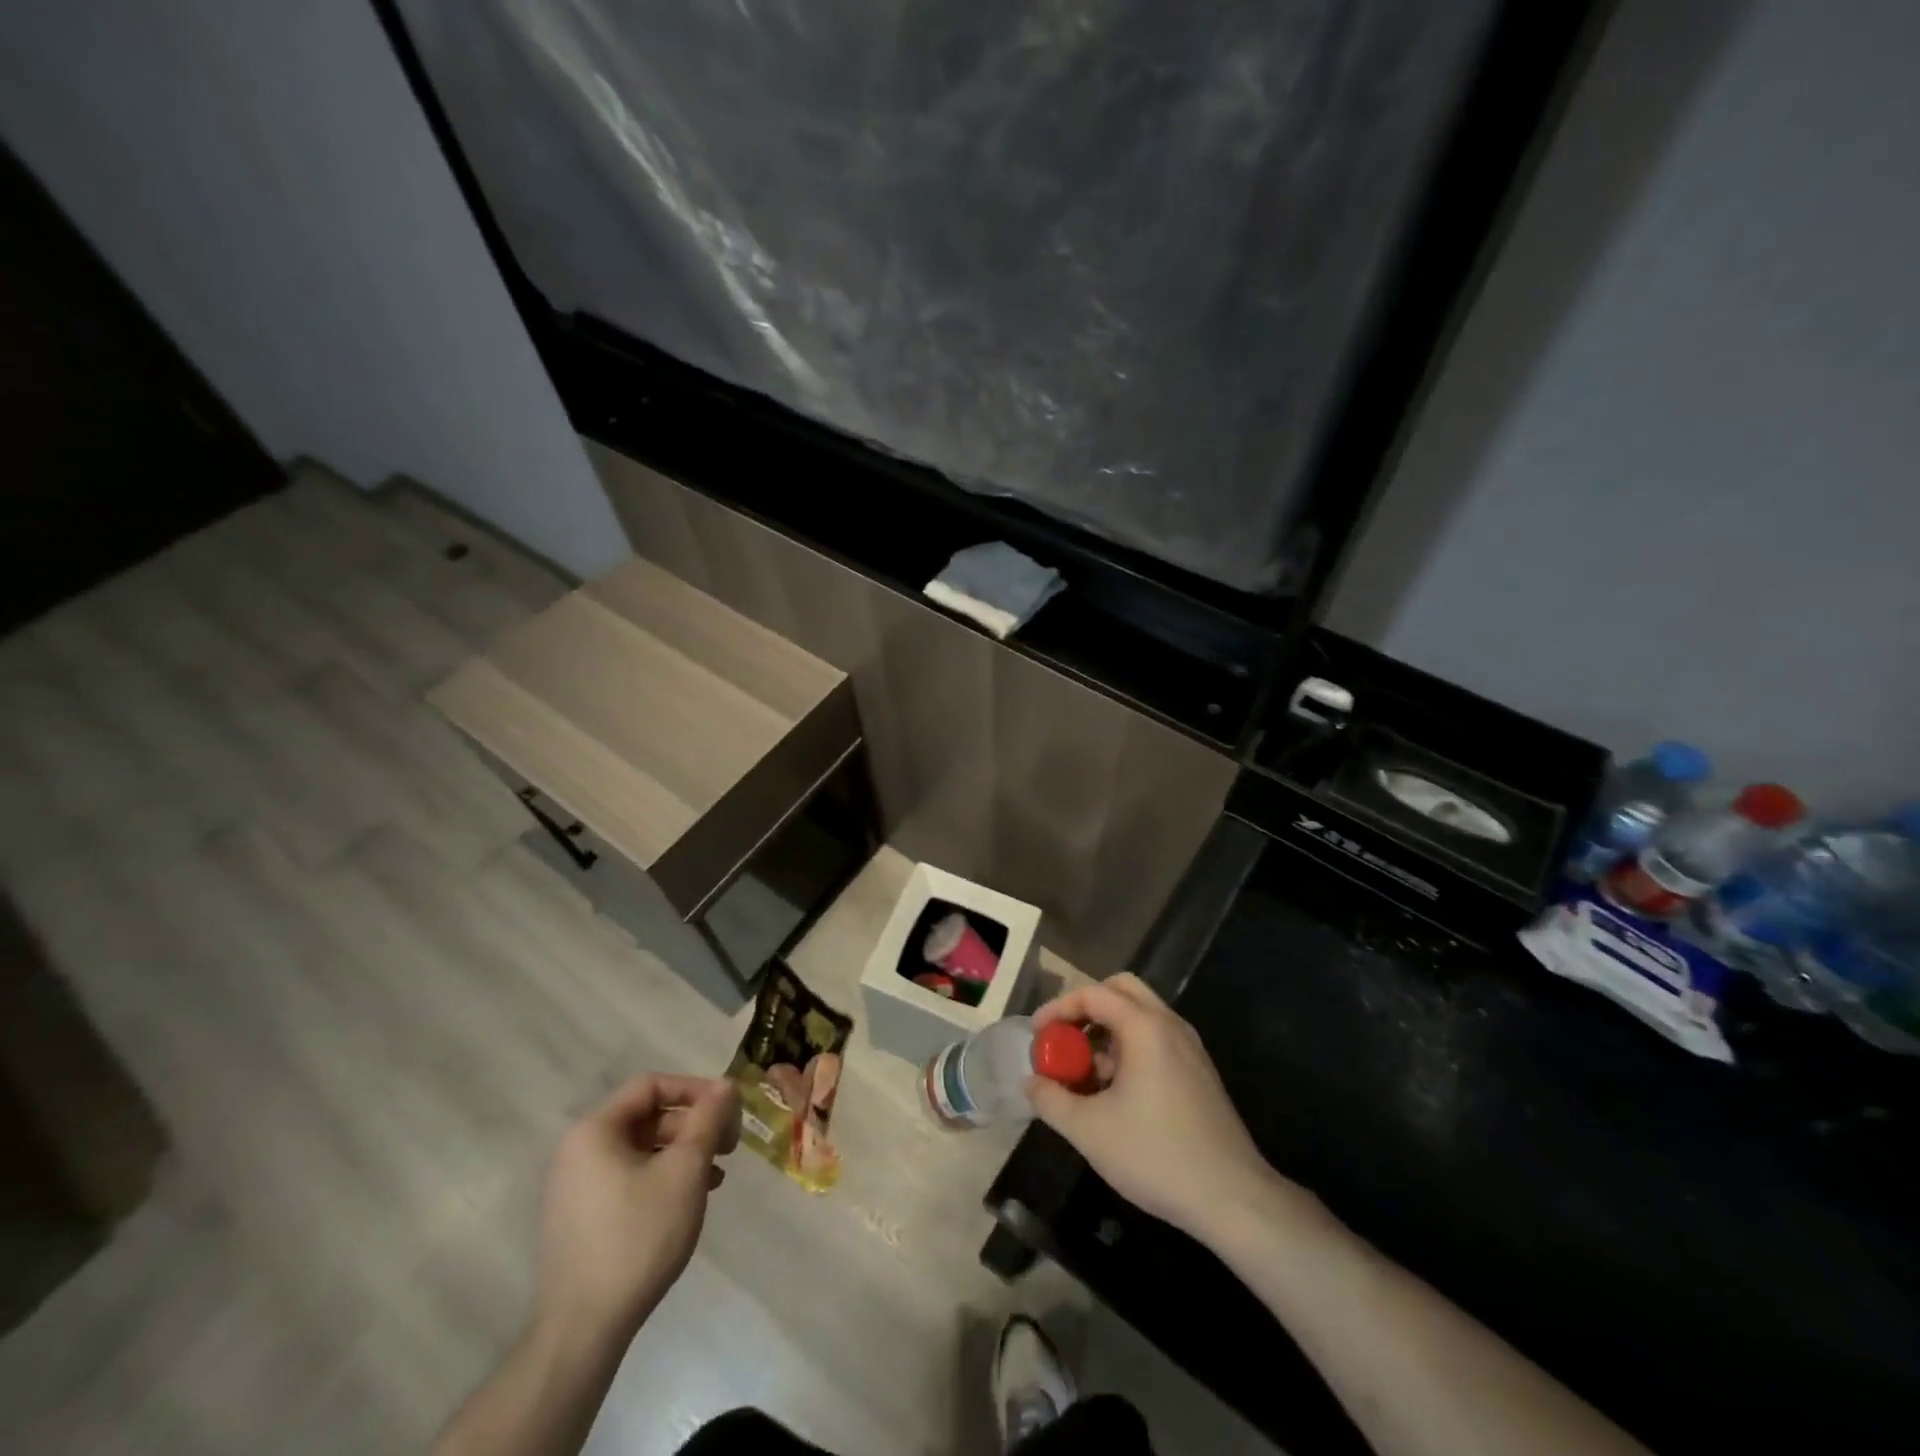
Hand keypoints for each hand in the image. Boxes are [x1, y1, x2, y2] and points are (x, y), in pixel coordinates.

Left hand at [534, 1074, 739, 1349]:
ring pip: (642, 1149)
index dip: (695, 1089)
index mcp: (595, 1130)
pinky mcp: (581, 1218)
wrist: (582, 1331)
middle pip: (647, 1116)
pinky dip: (663, 1178)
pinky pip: (629, 1178)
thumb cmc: (638, 1236)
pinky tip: (690, 1199)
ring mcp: (576, 1187)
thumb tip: (725, 1085)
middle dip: (694, 1125)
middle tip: (730, 1145)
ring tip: (718, 1175)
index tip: (729, 1110)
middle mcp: (578, 1151)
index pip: (651, 1085)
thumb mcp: (685, 1170)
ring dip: (684, 1153)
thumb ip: (708, 1119)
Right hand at [1026, 974, 1279, 1243]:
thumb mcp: (1089, 1130)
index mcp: (1145, 1027)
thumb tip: (1031, 1082)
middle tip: (1064, 1039)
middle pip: (1121, 990)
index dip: (1058, 1008)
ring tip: (1084, 1074)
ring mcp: (1189, 1048)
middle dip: (1086, 1008)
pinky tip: (1115, 1093)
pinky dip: (1128, 1049)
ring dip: (1107, 1031)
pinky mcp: (1198, 1072)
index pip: (1093, 993)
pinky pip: (1156, 1040)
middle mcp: (1170, 1025)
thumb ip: (1051, 1100)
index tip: (1037, 1036)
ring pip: (1140, 1016)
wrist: (1232, 1197)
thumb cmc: (1156, 1155)